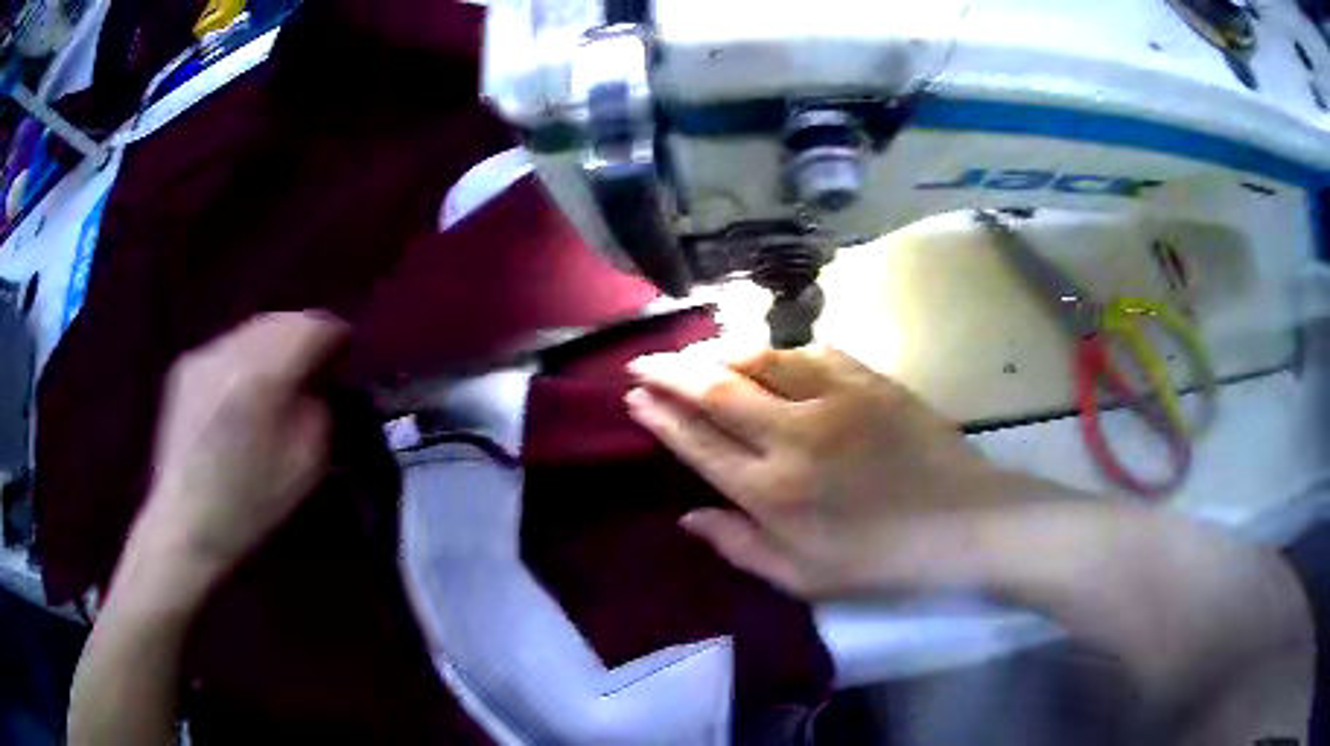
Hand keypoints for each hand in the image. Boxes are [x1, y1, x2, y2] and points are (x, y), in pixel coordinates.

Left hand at [134, 312, 346, 577]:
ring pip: (253, 328)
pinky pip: (229, 346)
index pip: (312, 326)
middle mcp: (231, 351)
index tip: (346, 355)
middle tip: (317, 367)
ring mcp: (203, 355)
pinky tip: (245, 391)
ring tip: (281, 379)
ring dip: (275, 345)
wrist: (187, 524)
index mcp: (263, 375)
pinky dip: (247, 357)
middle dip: (305, 337)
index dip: (336, 335)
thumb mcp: (307, 465)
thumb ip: (321, 408)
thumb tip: (321, 379)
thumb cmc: (251, 505)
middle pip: (282, 319)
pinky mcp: (186, 366)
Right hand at [626, 344, 1058, 597]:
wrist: (961, 522)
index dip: (661, 418)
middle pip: (716, 391)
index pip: (698, 444)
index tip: (634, 398)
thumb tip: (687, 515)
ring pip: (759, 360)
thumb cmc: (881, 560)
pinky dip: (779, 351)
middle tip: (643, 361)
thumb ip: (739, 547)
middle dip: (670, 372)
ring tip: (696, 352)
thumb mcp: (803, 578)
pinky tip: (767, 355)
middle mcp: (792, 437)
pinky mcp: (868, 380)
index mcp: (772, 492)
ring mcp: (833, 400)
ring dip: (719, 353)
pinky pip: (811, 352)